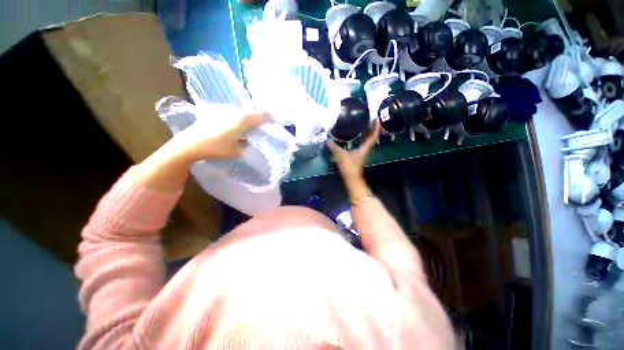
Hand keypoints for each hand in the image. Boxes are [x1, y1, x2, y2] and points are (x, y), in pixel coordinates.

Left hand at [171, 106, 268, 163]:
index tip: (276, 120)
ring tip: (251, 124)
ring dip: (249, 116)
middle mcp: (235, 111)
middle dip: (260, 116)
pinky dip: (238, 117)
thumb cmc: (216, 148)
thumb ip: (245, 145)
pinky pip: (233, 111)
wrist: (190, 143)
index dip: (271, 117)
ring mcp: (224, 109)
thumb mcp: (236, 151)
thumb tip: (247, 142)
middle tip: (264, 123)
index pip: (262, 115)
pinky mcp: (215, 111)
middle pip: (253, 111)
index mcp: (243, 121)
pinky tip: (235, 124)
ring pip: (242, 110)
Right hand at [327, 120, 380, 180]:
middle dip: (372, 128)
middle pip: (371, 137)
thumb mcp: (341, 156)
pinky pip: (361, 143)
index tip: (376, 118)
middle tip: (370, 118)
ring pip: (367, 140)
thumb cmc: (349, 167)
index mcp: (364, 148)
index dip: (376, 127)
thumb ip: (334, 148)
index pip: (373, 136)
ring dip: (367, 132)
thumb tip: (327, 141)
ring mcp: (362, 152)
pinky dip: (361, 138)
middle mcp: (365, 149)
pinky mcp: (358, 155)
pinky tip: (355, 135)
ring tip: (364, 124)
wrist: (351, 178)